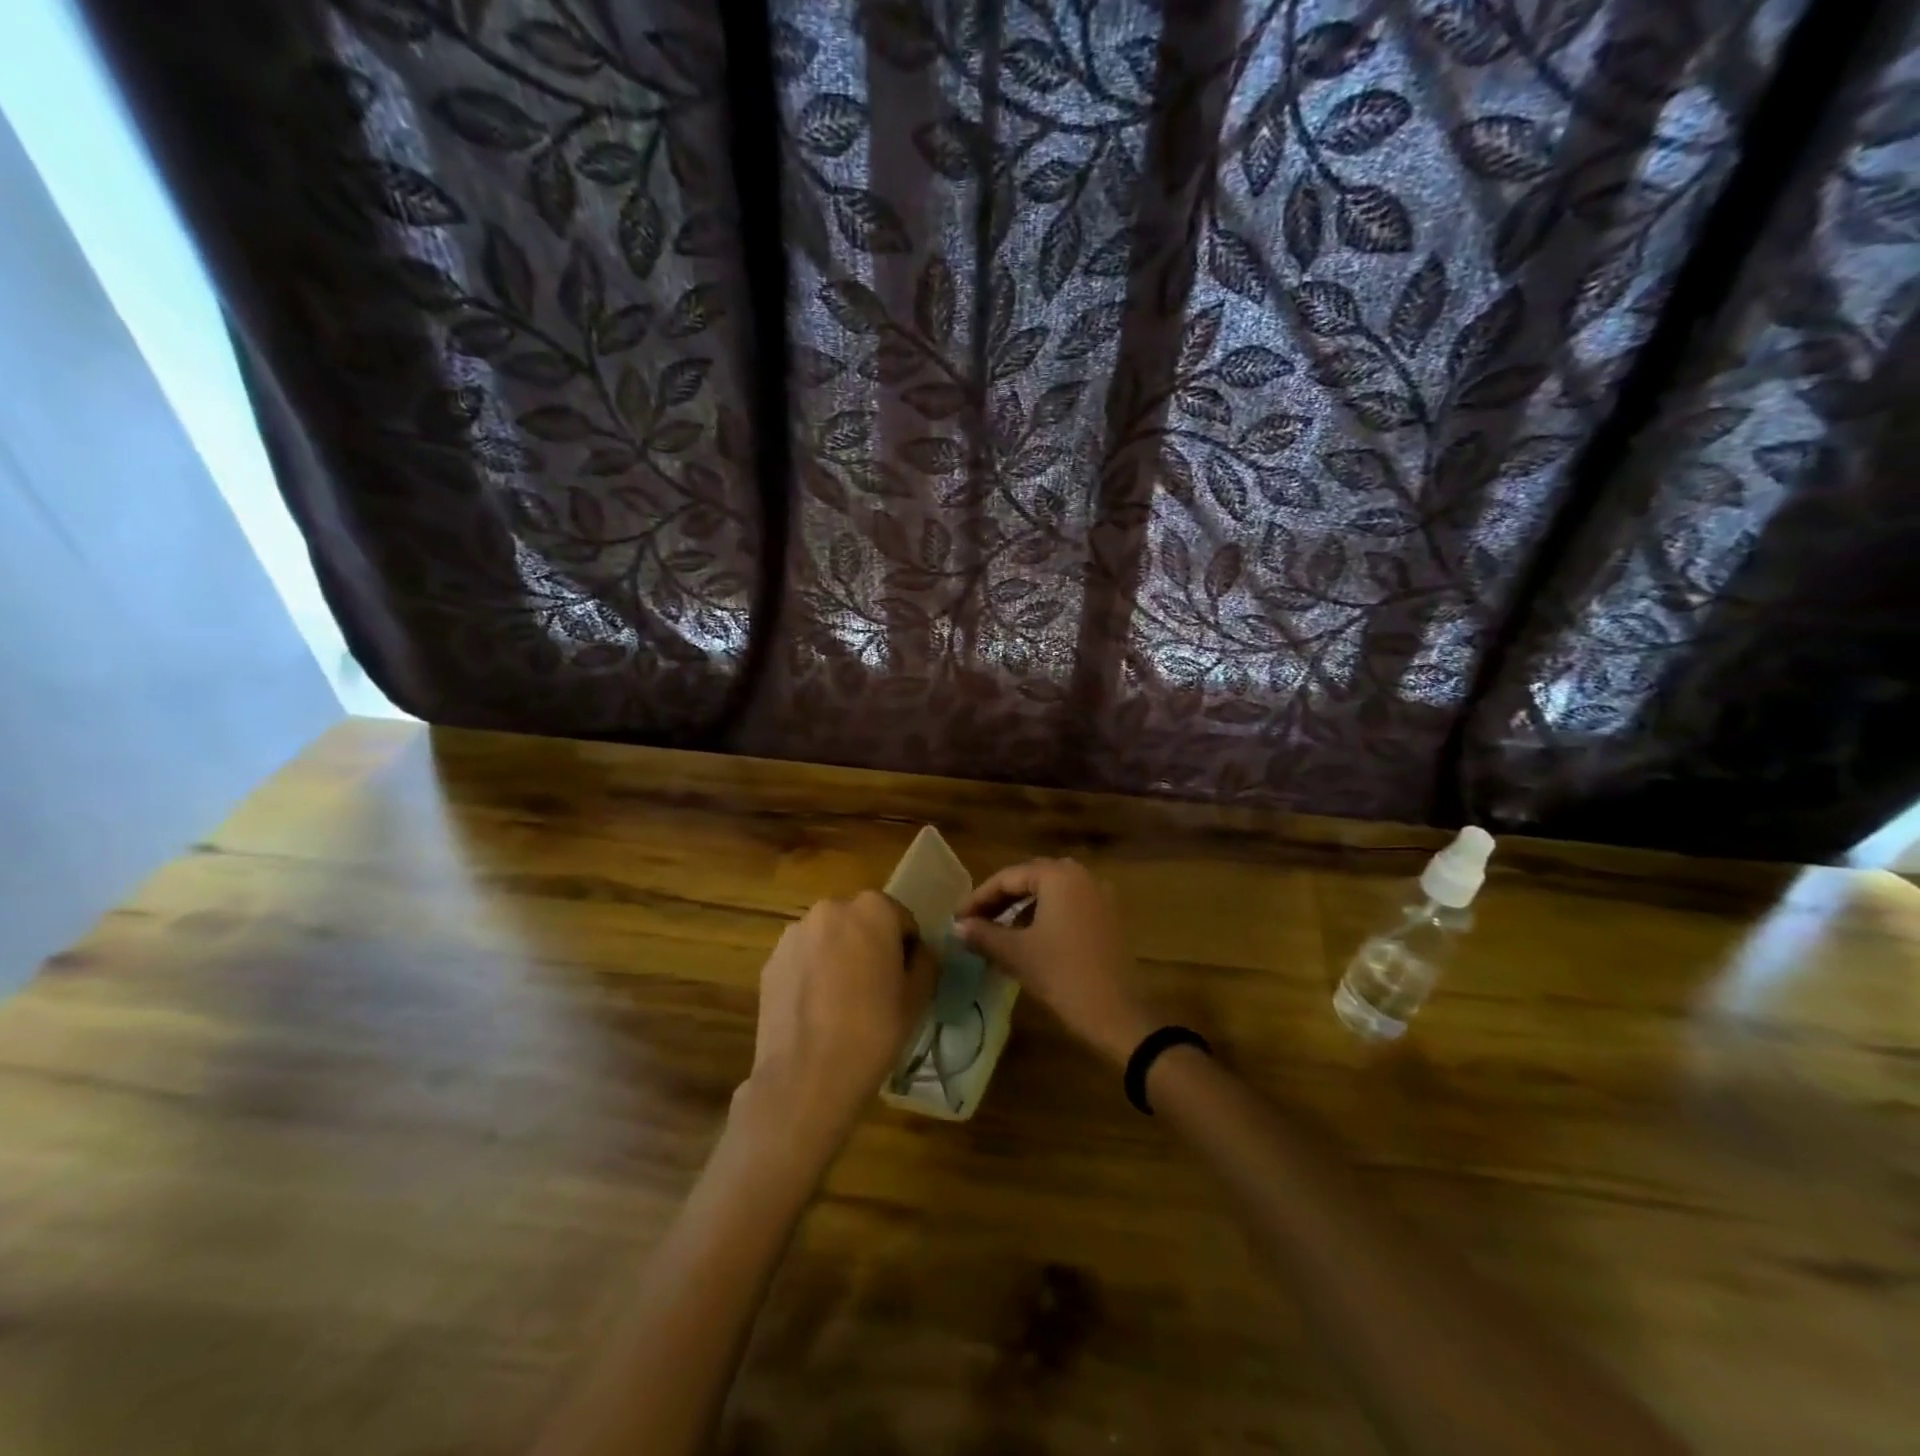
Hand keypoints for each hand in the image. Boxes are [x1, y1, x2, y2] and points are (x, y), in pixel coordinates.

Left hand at [736, 892, 934, 1161]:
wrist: (806, 1077)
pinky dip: (812, 973)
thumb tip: (918, 953)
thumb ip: (925, 961)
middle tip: (875, 989)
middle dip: (869, 945)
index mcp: (873, 909)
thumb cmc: (873, 1032)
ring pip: (829, 938)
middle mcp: (831, 909)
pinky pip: (803, 958)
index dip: (906, 949)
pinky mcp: (772, 959)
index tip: (903, 979)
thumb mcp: (918, 998)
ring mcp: (795, 933)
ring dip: (839, 956)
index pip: (900, 919)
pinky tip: (816, 1010)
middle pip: (861, 922)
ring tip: (842, 1002)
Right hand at [955, 858, 1159, 1067]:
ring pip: (1050, 893)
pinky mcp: (1108, 917)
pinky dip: (1044, 915)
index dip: (979, 897)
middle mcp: (1082, 876)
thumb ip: (983, 934)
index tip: (957, 919)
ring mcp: (1099, 895)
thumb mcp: (1017, 953)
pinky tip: (1028, 939)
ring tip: (997, 932)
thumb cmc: (1062, 975)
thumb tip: (957, 927)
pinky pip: (1068, 905)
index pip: (1008, 877)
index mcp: (1059, 876)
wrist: (1117, 1014)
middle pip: (1030, 879)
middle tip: (974, 922)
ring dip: (1021, 908)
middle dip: (1000, 900)